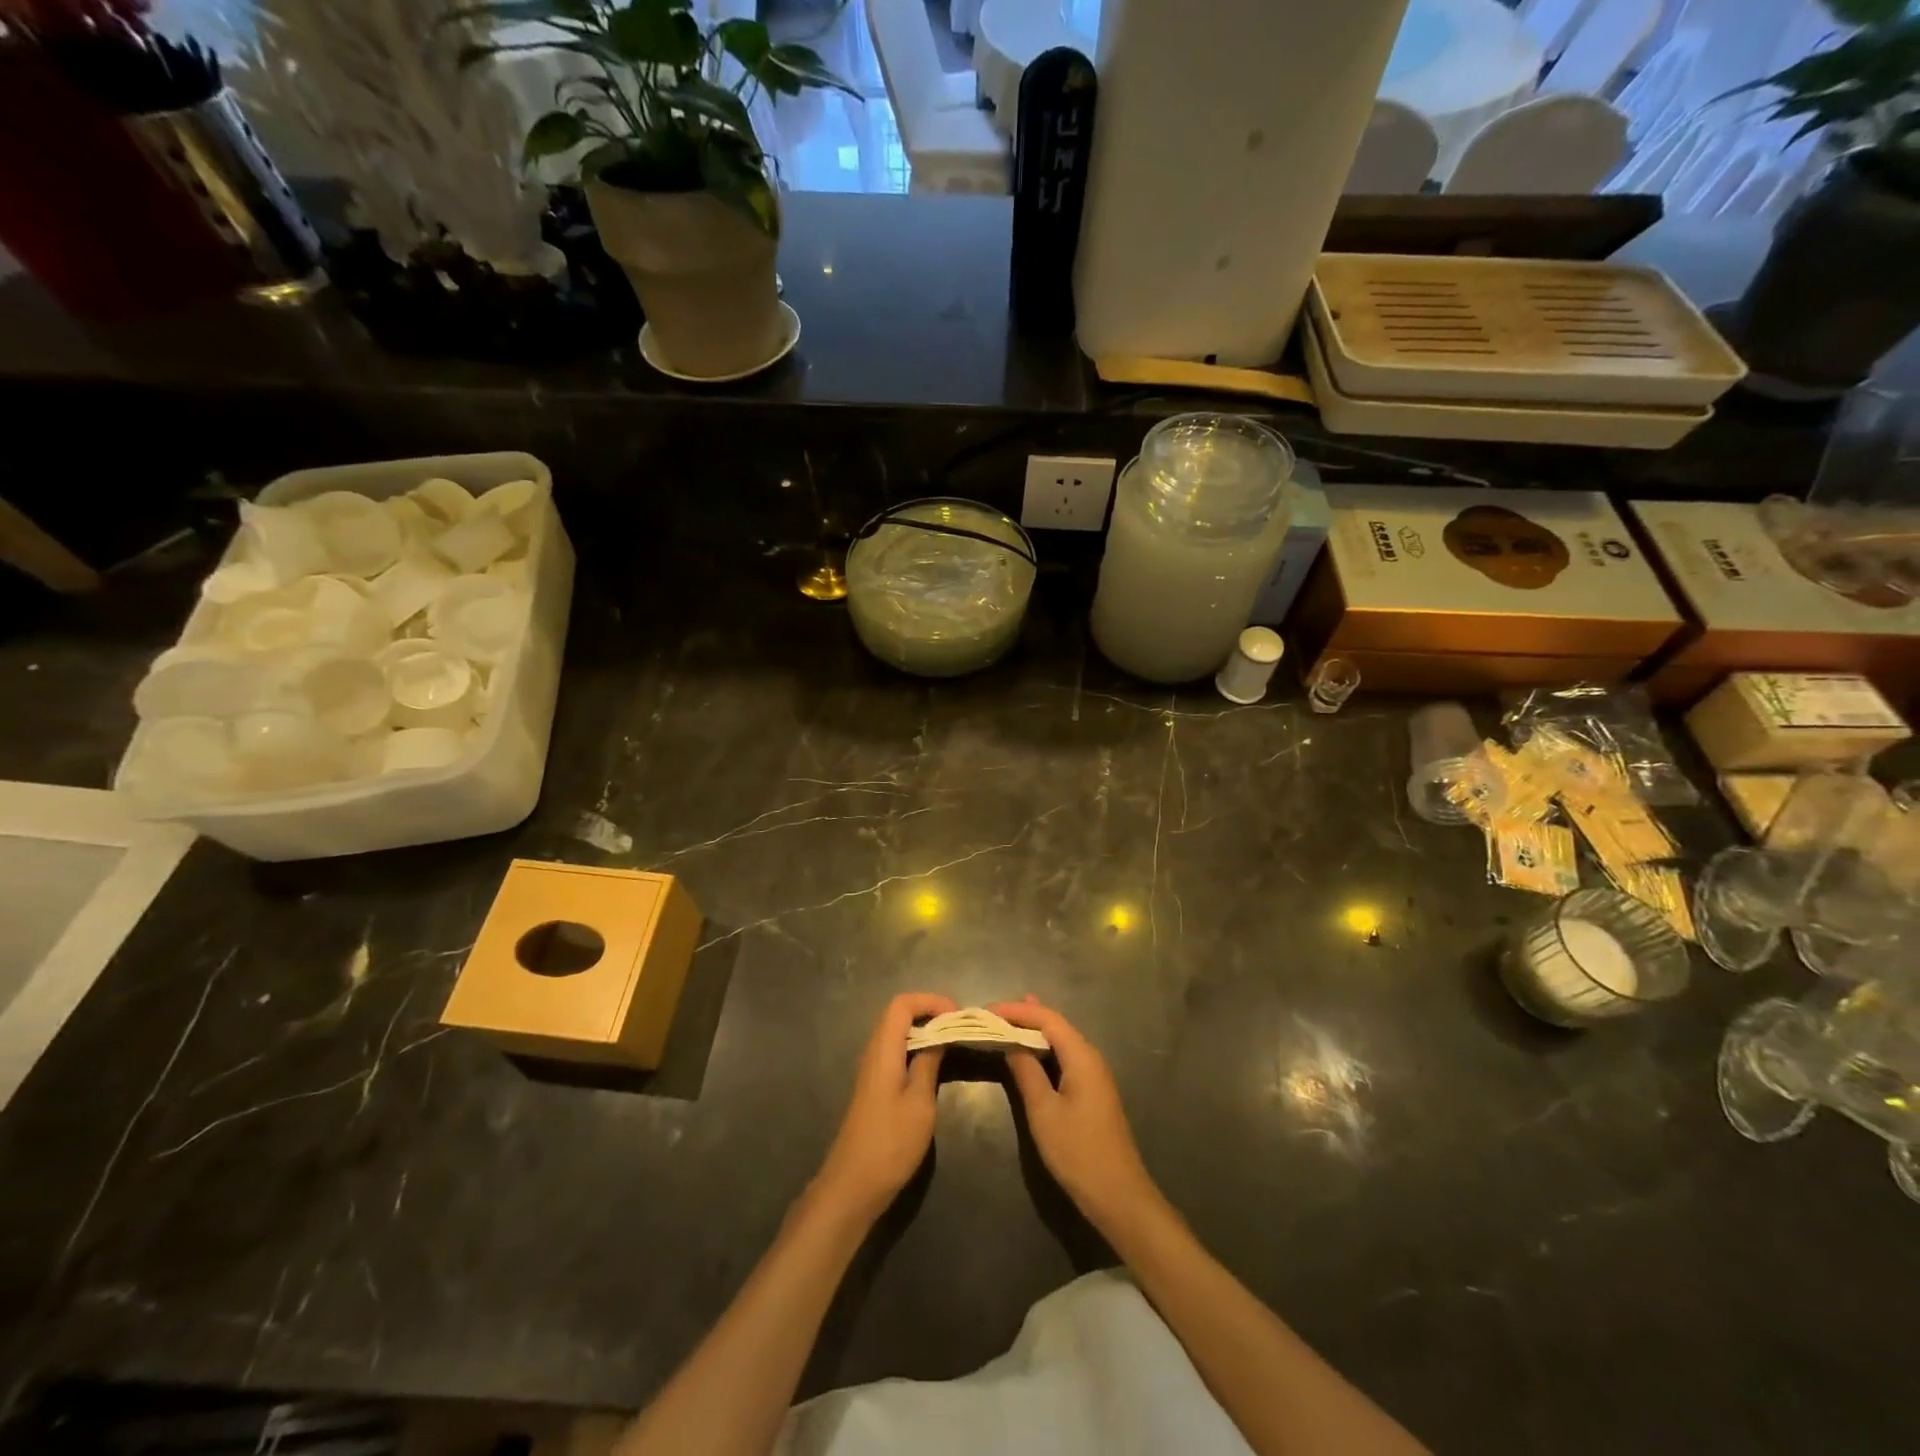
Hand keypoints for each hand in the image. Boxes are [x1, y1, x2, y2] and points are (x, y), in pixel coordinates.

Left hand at [813, 992, 957, 1225]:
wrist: (853, 1185)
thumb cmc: (890, 1142)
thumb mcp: (920, 1102)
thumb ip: (929, 1062)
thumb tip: (941, 1034)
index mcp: (883, 1049)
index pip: (902, 1004)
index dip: (930, 1000)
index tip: (957, 1014)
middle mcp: (874, 1051)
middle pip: (898, 1013)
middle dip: (930, 1011)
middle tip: (959, 1026)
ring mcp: (872, 1069)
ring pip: (897, 1032)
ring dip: (924, 1029)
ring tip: (952, 1041)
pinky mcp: (875, 1086)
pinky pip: (896, 1051)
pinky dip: (917, 1047)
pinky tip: (934, 1065)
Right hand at [990, 997, 1161, 1237]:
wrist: (1118, 1195)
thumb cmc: (1078, 1151)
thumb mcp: (1044, 1111)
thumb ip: (1026, 1072)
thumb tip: (1010, 1042)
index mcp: (1081, 1056)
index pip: (1047, 1018)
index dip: (1017, 1011)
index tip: (987, 1010)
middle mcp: (1091, 1057)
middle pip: (1056, 1025)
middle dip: (1025, 1016)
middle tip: (993, 1014)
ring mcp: (1094, 1075)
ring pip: (1061, 1041)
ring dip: (1034, 1031)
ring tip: (1008, 1020)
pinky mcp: (1092, 1091)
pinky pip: (1065, 1057)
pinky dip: (1044, 1048)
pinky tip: (1031, 1050)